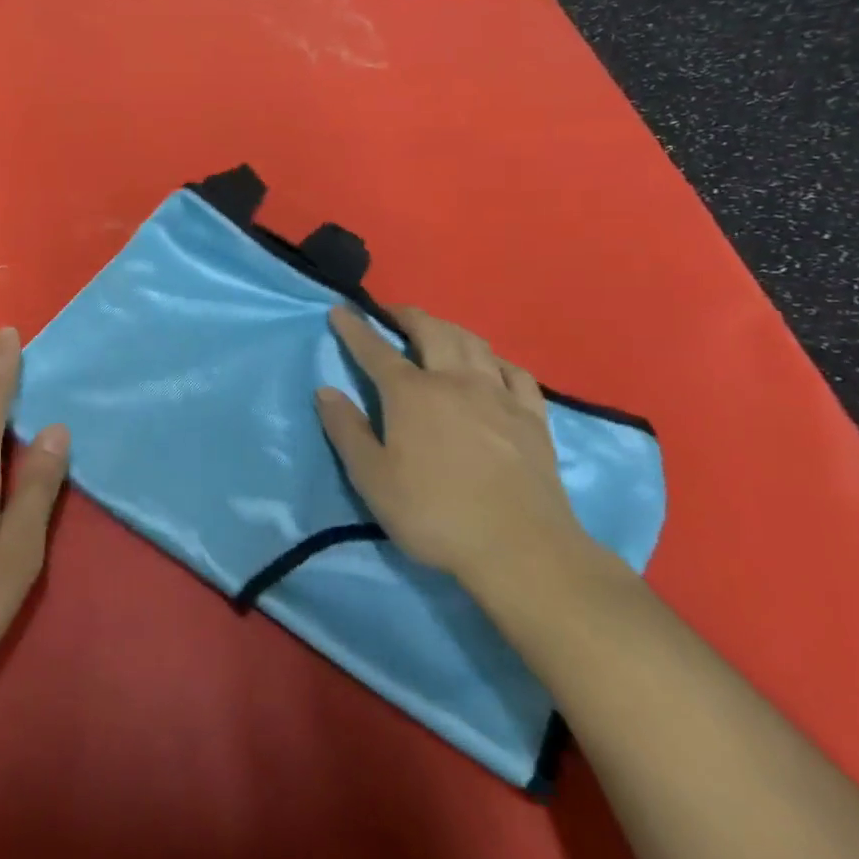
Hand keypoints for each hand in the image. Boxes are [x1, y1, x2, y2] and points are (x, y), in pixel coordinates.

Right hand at [317, 305, 590, 590]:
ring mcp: (499, 396)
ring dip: (449, 328)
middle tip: (391, 312)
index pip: (375, 350)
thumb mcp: (373, 479)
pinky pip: (515, 373)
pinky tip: (492, 365)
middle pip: (431, 331)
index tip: (340, 310)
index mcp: (411, 394)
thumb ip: (346, 430)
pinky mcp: (533, 418)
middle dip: (407, 315)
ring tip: (437, 330)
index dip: (355, 328)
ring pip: (474, 343)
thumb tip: (325, 390)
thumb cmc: (434, 514)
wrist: (521, 549)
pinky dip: (496, 360)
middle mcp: (454, 381)